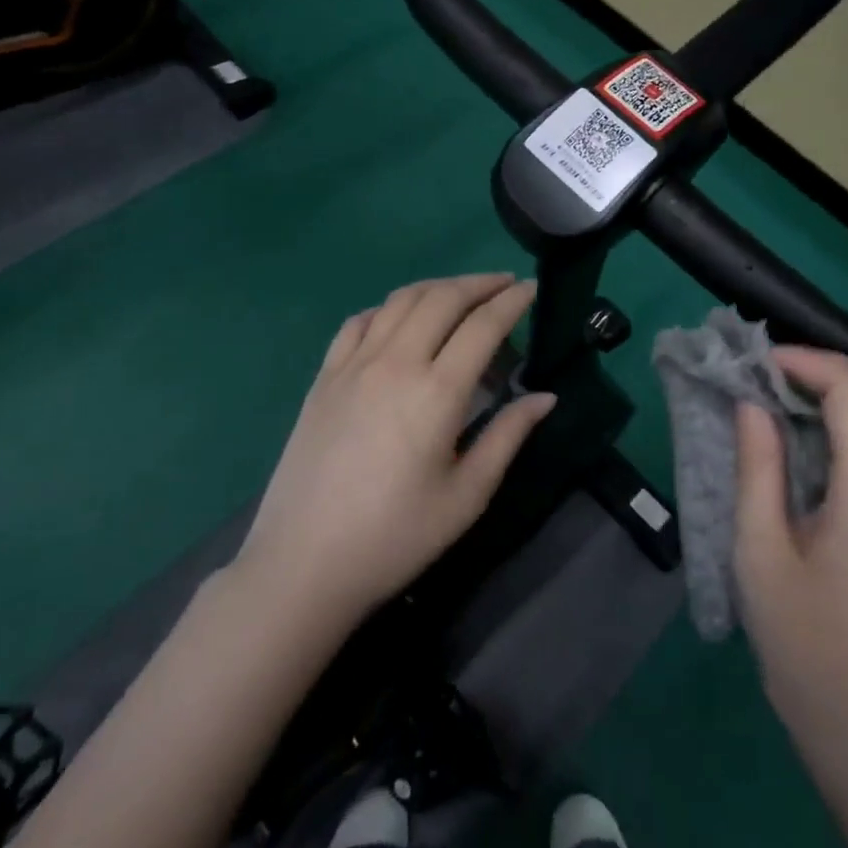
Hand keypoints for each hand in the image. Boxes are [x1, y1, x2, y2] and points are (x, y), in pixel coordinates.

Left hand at [236, 274, 555, 625]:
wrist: (303, 565)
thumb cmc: (395, 537)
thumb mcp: (466, 495)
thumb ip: (508, 436)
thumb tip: (545, 396)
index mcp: (437, 392)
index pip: (483, 325)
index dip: (513, 301)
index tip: (532, 287)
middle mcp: (395, 363)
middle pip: (442, 298)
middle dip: (480, 283)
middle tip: (505, 284)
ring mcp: (353, 365)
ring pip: (400, 300)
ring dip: (437, 287)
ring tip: (461, 293)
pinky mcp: (324, 377)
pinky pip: (359, 322)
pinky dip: (388, 308)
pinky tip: (399, 320)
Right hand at [733, 348, 847, 738]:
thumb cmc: (801, 638)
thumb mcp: (760, 550)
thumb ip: (758, 467)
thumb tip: (751, 403)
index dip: (805, 361)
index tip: (756, 364)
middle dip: (825, 364)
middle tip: (767, 371)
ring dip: (836, 387)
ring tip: (777, 393)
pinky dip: (844, 417)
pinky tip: (801, 433)